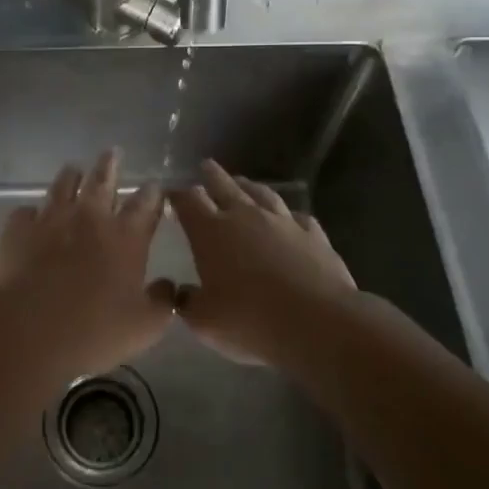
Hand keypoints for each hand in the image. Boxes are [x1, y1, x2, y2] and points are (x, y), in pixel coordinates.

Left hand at [0, 149, 171, 383]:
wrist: (29, 330)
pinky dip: (32, 213)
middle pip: (102, 180)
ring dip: (71, 176)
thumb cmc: (94, 331)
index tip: (155, 184)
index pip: (145, 205)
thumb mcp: (145, 327)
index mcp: (125, 238)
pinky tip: (31, 217)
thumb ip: (163, 302)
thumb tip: (169, 285)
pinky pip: (26, 212)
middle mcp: (90, 218)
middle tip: (113, 152)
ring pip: (63, 185)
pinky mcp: (18, 229)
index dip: (152, 193)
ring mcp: (51, 219)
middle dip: (110, 165)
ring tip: (74, 170)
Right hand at [168, 159, 358, 365]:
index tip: (171, 194)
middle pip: (224, 186)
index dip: (178, 195)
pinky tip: (290, 218)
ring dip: (249, 186)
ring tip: (243, 182)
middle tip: (206, 165)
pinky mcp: (313, 234)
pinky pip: (297, 217)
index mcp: (211, 232)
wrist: (317, 322)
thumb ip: (189, 303)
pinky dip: (288, 215)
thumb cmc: (250, 320)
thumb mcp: (205, 321)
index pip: (188, 202)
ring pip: (261, 194)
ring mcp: (282, 222)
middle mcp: (245, 217)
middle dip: (212, 175)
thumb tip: (182, 293)